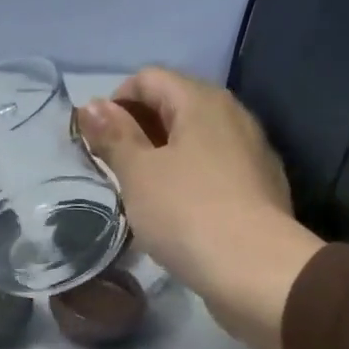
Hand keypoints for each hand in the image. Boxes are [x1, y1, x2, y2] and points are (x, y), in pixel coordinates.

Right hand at [77, 67, 324, 348]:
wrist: (254, 270)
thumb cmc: (186, 213)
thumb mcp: (138, 174)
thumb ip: (114, 137)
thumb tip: (91, 105)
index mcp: (201, 101)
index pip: (149, 78)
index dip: (115, 102)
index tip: (96, 142)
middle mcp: (232, 116)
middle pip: (174, 106)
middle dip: (137, 131)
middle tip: (112, 169)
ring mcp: (250, 152)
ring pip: (194, 141)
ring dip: (161, 158)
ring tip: (138, 194)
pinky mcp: (258, 189)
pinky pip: (212, 170)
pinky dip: (186, 180)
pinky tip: (173, 214)